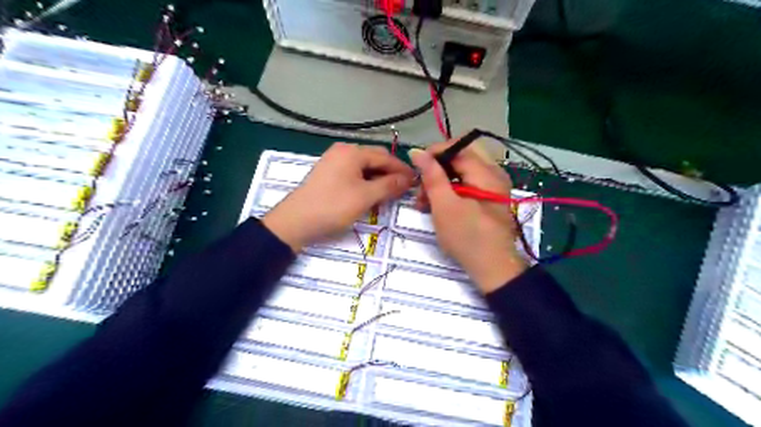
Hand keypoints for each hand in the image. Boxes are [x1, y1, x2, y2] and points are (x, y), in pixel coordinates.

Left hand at [263, 144, 415, 250]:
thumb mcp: (365, 197)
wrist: (295, 222)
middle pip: (375, 159)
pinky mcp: (328, 174)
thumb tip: (409, 179)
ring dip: (378, 179)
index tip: (417, 182)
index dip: (402, 170)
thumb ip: (389, 185)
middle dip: (390, 174)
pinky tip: (372, 194)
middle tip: (404, 190)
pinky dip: (366, 182)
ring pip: (364, 168)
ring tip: (390, 194)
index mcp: (352, 152)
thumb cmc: (333, 207)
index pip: (385, 157)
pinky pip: (353, 174)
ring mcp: (334, 162)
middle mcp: (343, 151)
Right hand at [411, 141, 529, 292]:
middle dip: (437, 167)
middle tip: (421, 185)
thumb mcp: (444, 206)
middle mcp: (493, 173)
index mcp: (486, 172)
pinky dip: (450, 190)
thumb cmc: (467, 238)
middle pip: (461, 155)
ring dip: (441, 180)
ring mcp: (492, 186)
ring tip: (423, 201)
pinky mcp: (488, 198)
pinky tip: (437, 205)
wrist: (492, 268)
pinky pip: (466, 183)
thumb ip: (432, 176)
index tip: (416, 168)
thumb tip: (417, 151)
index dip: (434, 153)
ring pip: (462, 170)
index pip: (458, 147)